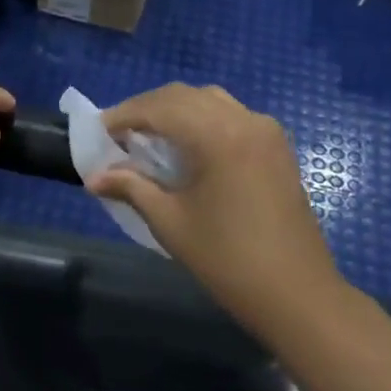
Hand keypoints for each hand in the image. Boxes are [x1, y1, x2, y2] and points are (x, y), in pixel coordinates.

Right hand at [88, 84, 344, 332]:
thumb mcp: (170, 222)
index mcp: (217, 136)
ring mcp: (266, 131)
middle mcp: (244, 121)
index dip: (124, 115)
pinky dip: (202, 119)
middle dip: (147, 109)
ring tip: (149, 138)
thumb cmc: (227, 259)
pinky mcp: (277, 147)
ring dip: (175, 110)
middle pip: (184, 96)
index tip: (98, 132)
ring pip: (210, 100)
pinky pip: (232, 115)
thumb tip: (93, 178)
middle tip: (118, 134)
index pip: (159, 107)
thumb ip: (131, 188)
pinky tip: (186, 146)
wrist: (296, 294)